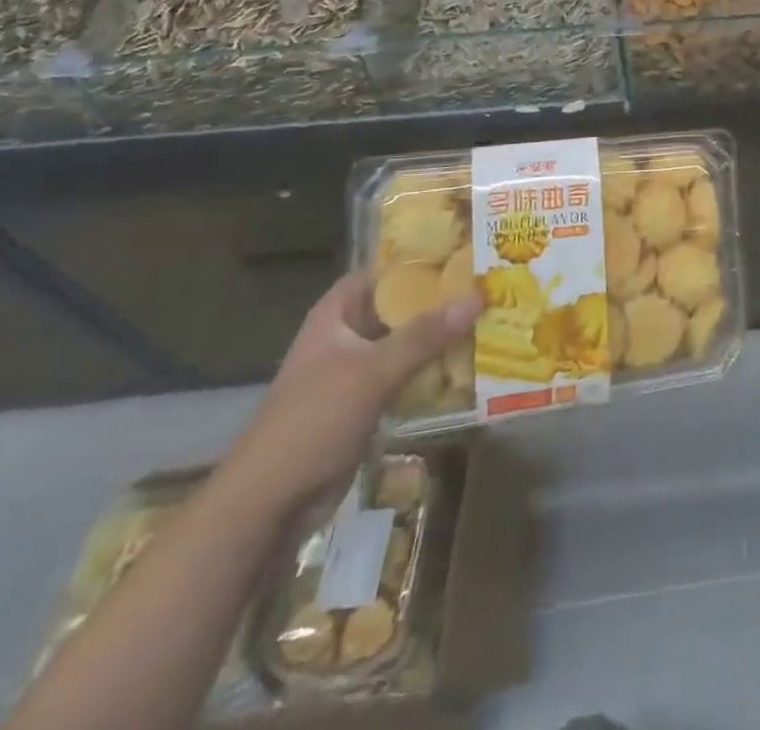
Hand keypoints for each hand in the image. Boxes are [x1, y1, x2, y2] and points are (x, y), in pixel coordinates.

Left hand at [220, 271, 480, 515]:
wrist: (268, 505)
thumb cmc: (313, 421)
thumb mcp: (372, 371)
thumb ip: (425, 334)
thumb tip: (478, 296)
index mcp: (336, 314)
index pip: (381, 271)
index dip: (418, 260)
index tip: (464, 254)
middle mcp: (346, 335)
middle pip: (400, 307)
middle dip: (440, 300)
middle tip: (489, 287)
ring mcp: (356, 371)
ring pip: (406, 342)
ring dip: (440, 337)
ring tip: (491, 320)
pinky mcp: (367, 404)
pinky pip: (407, 375)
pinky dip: (433, 370)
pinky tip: (470, 366)